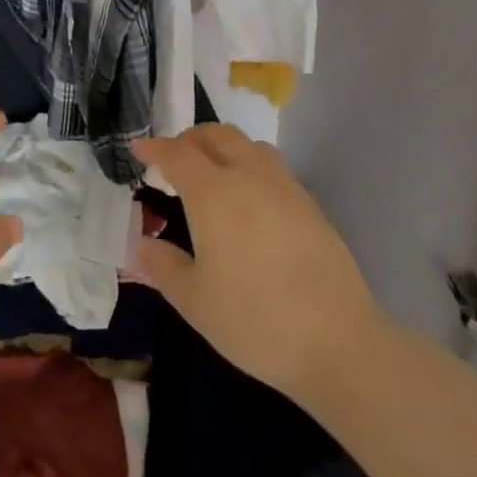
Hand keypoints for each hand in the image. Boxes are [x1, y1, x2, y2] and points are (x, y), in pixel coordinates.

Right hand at [134, 125, 383, 417]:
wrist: (338, 342)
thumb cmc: (255, 320)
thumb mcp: (194, 301)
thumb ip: (163, 265)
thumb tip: (142, 244)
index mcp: (213, 193)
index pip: (177, 154)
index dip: (154, 148)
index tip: (138, 149)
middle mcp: (248, 177)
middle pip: (216, 135)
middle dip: (189, 138)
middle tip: (173, 159)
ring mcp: (284, 187)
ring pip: (248, 144)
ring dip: (223, 146)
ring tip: (211, 172)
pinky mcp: (310, 204)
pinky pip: (272, 165)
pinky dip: (250, 165)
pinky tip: (249, 199)